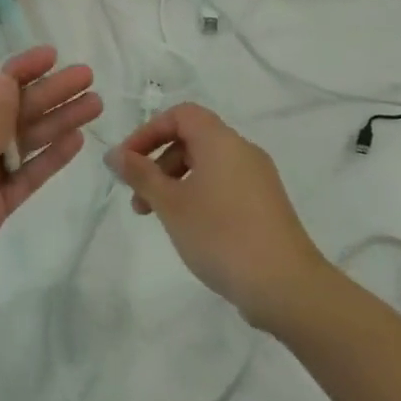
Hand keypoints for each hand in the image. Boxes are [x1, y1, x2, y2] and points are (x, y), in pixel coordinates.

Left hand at [0, 45, 100, 334]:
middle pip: (10, 113)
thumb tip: (4, 77)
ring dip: (55, 123)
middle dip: (47, 94)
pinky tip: (75, 142)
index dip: (20, 71)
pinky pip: (23, 176)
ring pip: (21, 143)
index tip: (54, 56)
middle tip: (88, 78)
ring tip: (95, 105)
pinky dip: (47, 160)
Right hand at [106, 103, 328, 333]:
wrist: (286, 286)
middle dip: (158, 163)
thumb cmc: (220, 235)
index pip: (181, 115)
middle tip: (138, 198)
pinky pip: (224, 185)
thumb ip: (140, 174)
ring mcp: (258, 179)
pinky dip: (198, 195)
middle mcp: (243, 151)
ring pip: (207, 165)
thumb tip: (114, 153)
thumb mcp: (170, 204)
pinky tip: (189, 228)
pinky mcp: (265, 205)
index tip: (128, 162)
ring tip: (157, 218)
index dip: (149, 132)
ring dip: (175, 183)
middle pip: (192, 140)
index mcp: (221, 141)